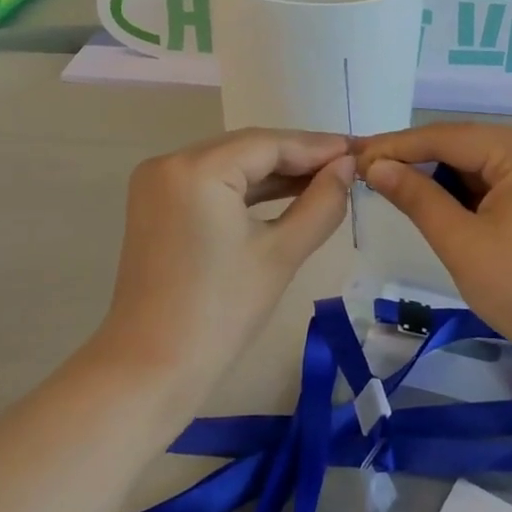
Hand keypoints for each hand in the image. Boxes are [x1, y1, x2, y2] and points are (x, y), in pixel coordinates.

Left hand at [101, 129, 355, 380]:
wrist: (151, 368)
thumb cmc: (221, 312)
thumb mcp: (280, 254)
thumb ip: (320, 204)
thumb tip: (346, 167)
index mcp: (196, 168)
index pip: (268, 144)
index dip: (317, 147)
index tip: (359, 151)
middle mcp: (170, 162)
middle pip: (246, 149)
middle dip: (297, 158)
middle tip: (346, 166)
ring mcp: (157, 183)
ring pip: (229, 165)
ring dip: (274, 173)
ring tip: (325, 180)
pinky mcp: (156, 205)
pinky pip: (210, 184)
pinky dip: (246, 190)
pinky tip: (285, 194)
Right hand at [356, 124, 511, 365]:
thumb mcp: (461, 243)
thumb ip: (416, 197)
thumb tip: (376, 167)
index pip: (446, 137)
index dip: (396, 147)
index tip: (354, 158)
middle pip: (466, 146)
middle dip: (419, 163)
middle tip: (371, 178)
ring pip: (483, 165)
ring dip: (444, 180)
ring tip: (400, 194)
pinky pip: (503, 181)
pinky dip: (471, 194)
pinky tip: (445, 209)